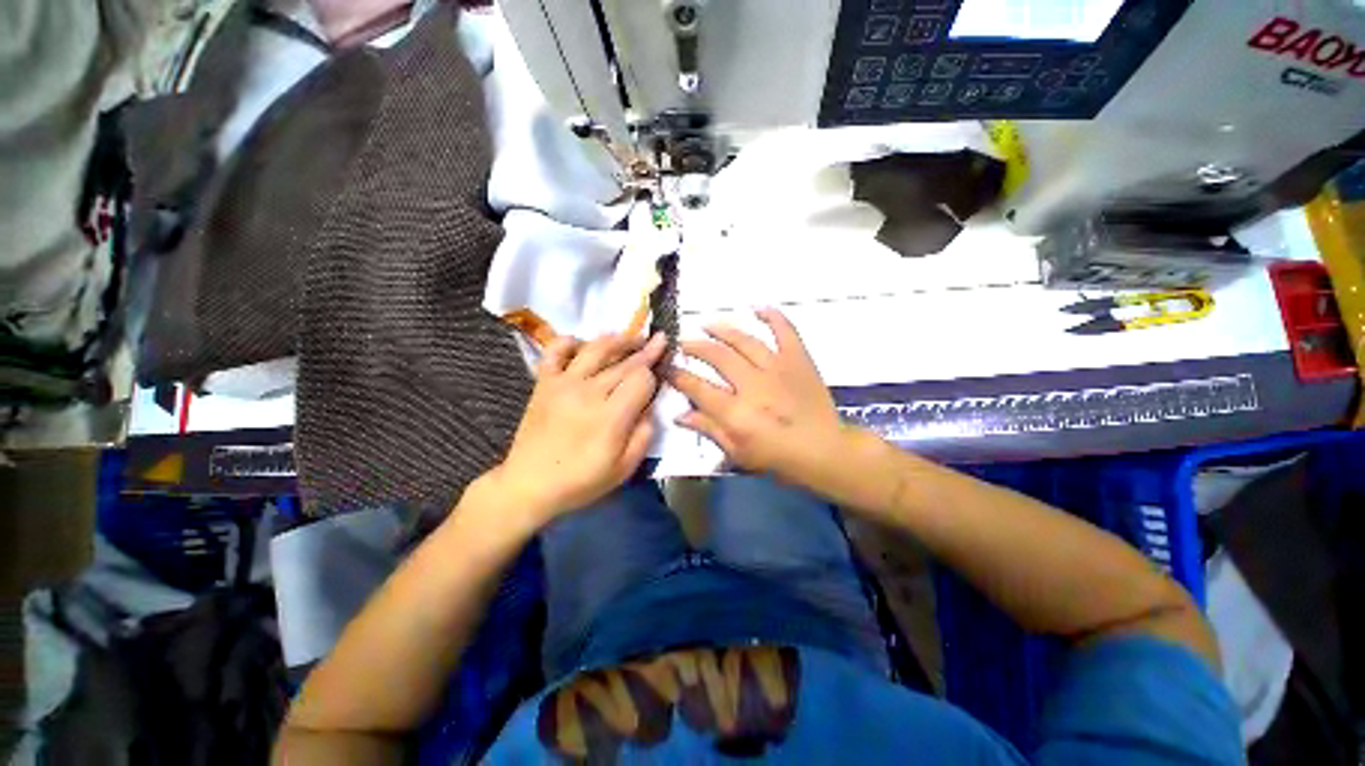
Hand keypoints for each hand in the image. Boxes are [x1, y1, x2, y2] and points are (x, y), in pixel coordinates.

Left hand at [492, 333, 666, 524]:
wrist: (529, 485)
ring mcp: (564, 383)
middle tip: (659, 339)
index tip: (658, 377)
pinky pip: (555, 351)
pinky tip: (582, 344)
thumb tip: (650, 408)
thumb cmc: (580, 480)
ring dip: (617, 340)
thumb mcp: (624, 469)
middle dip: (646, 350)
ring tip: (632, 337)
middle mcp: (589, 391)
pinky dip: (569, 342)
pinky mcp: (544, 382)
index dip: (653, 376)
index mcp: (611, 415)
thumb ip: (644, 436)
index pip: (641, 379)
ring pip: (595, 349)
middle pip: (624, 362)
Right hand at [670, 308, 852, 486]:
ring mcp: (777, 368)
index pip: (697, 387)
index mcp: (736, 412)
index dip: (678, 375)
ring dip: (722, 329)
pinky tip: (756, 306)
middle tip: (684, 343)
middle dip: (695, 347)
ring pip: (744, 340)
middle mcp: (753, 385)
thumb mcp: (737, 452)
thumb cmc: (778, 458)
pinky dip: (772, 316)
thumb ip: (708, 430)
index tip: (667, 367)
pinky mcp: (798, 359)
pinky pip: (785, 330)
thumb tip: (679, 415)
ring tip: (707, 324)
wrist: (825, 451)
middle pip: (717, 356)